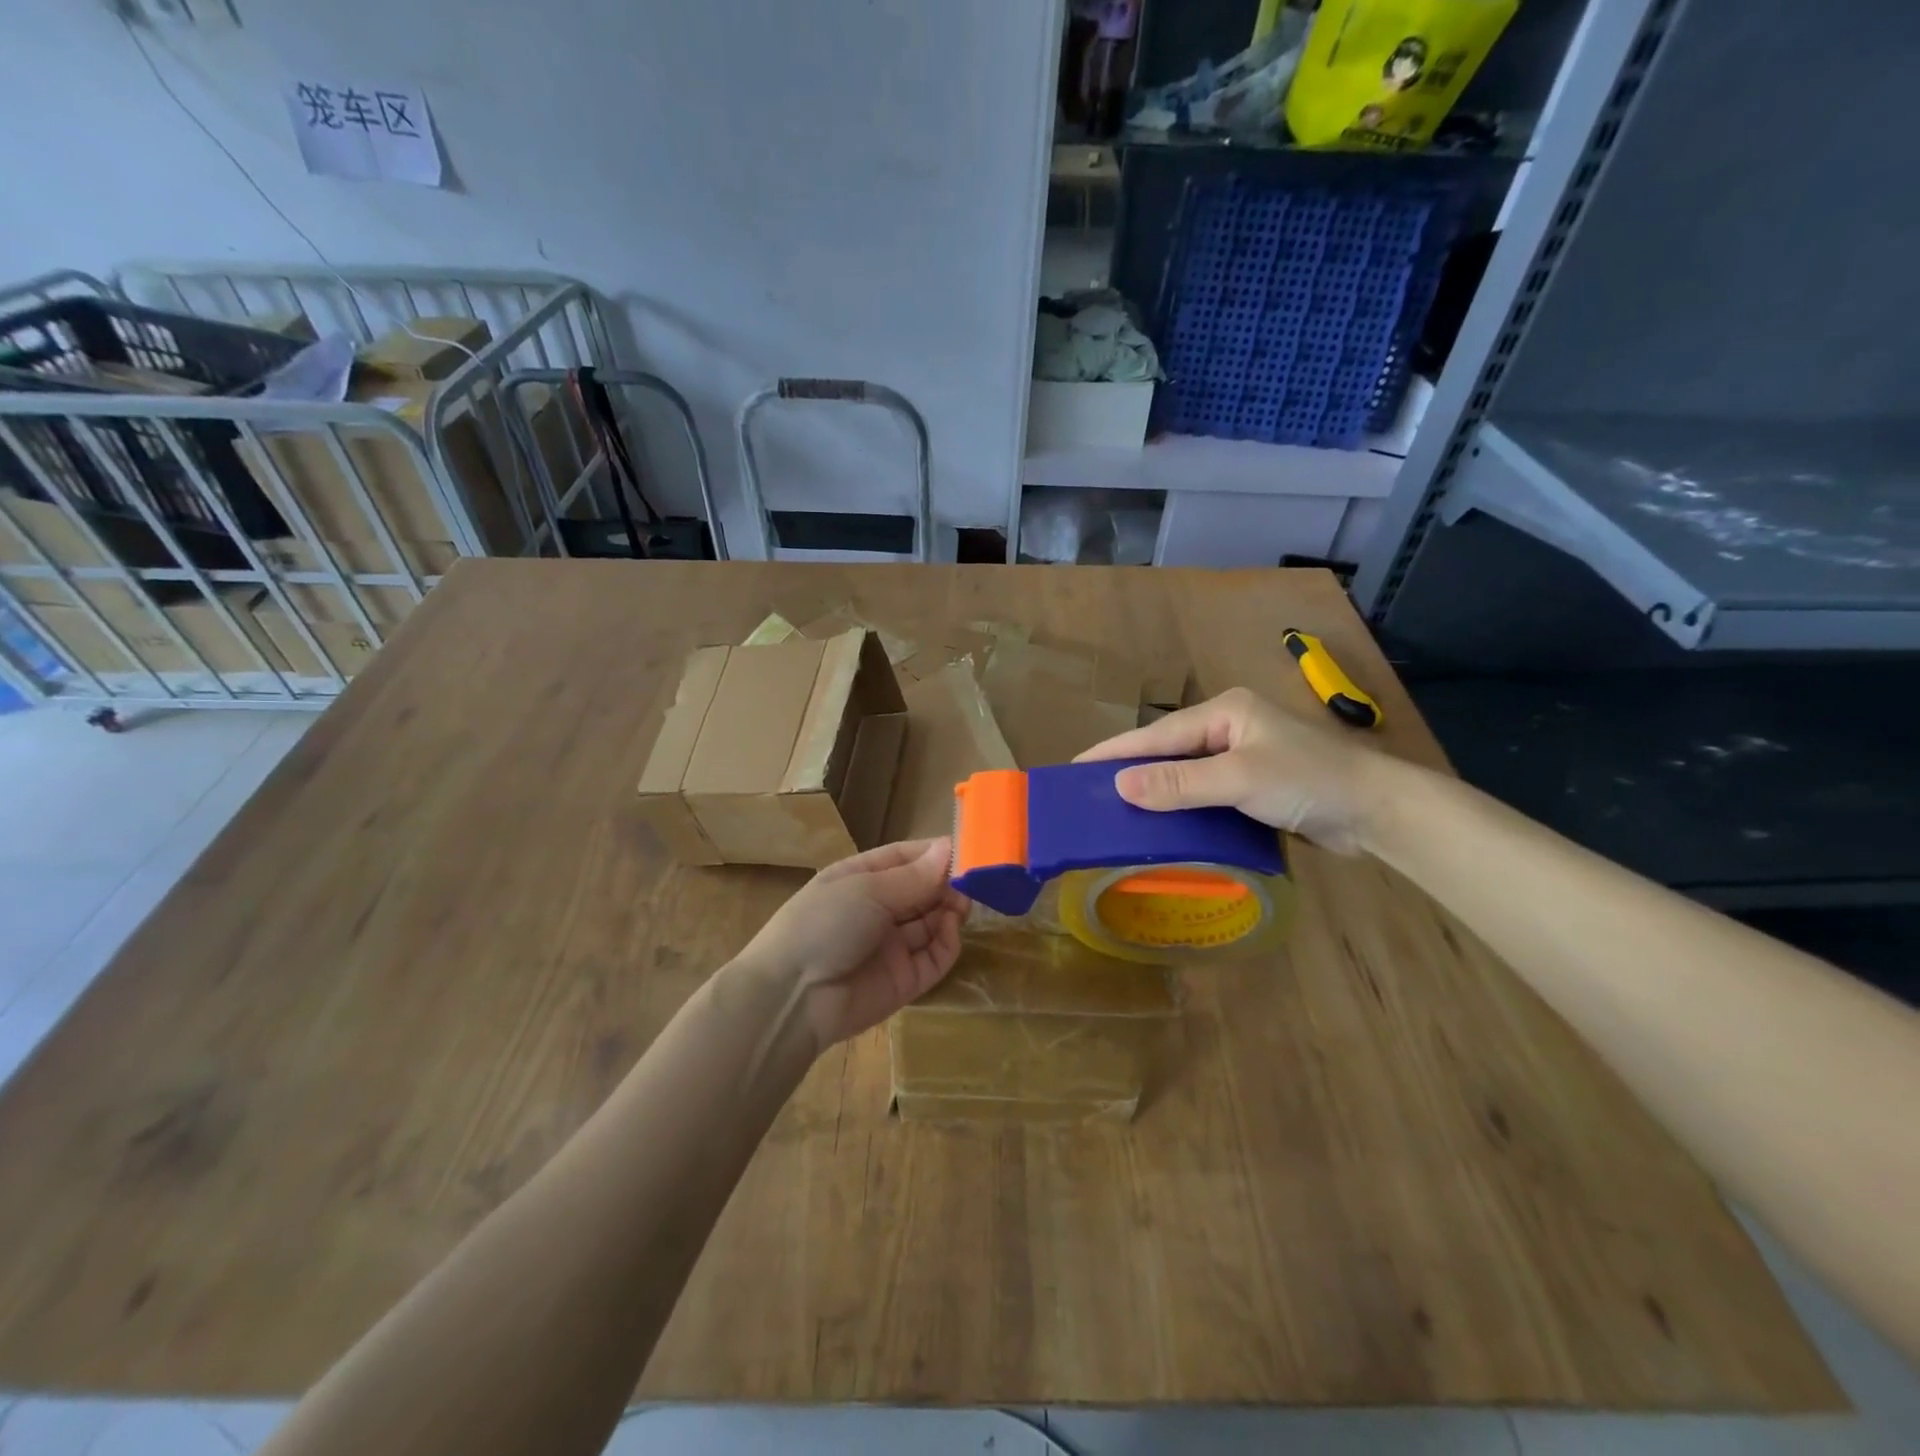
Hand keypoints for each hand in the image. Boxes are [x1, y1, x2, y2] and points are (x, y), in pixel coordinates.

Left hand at [738, 838, 970, 1052]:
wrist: (792, 999)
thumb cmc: (823, 924)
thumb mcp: (867, 890)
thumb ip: (913, 876)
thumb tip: (948, 848)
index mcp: (859, 879)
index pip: (903, 859)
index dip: (933, 854)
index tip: (967, 848)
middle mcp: (876, 910)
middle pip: (921, 891)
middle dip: (946, 883)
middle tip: (974, 878)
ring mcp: (890, 947)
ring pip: (931, 922)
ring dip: (949, 910)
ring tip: (964, 902)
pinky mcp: (904, 981)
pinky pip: (933, 957)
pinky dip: (947, 942)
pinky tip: (951, 929)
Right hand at [1074, 687, 1395, 854]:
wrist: (1378, 811)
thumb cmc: (1308, 781)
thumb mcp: (1239, 779)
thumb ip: (1179, 784)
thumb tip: (1120, 785)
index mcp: (1224, 712)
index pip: (1157, 734)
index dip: (1115, 752)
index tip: (1075, 767)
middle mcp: (1230, 729)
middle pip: (1168, 750)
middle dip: (1131, 770)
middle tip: (1089, 792)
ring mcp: (1244, 757)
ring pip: (1186, 773)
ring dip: (1156, 791)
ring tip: (1115, 810)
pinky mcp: (1255, 785)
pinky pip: (1205, 792)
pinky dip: (1182, 806)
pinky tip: (1162, 822)